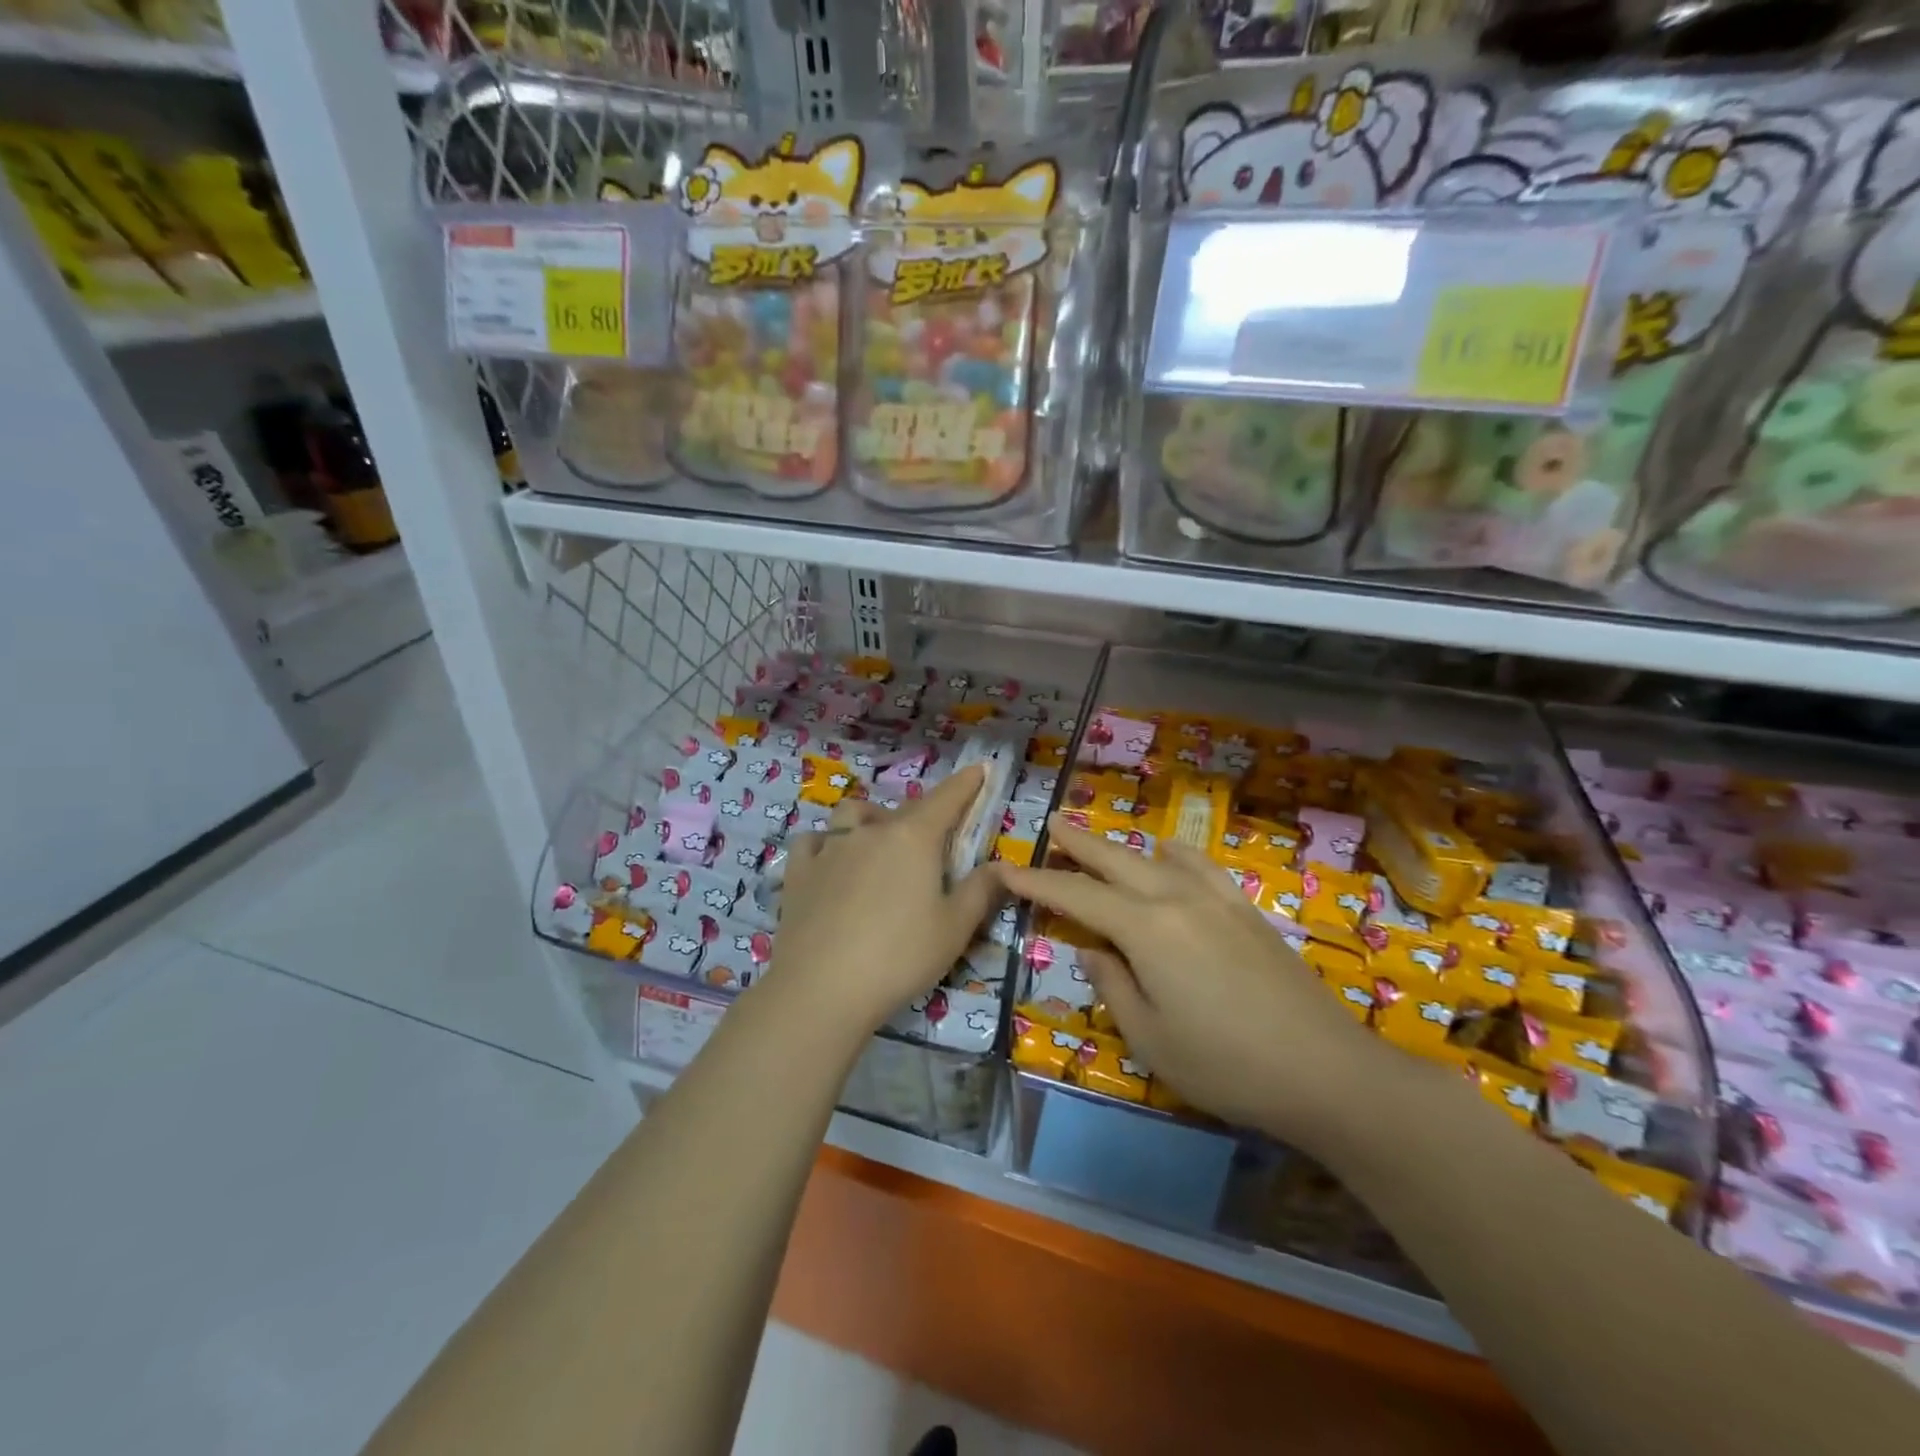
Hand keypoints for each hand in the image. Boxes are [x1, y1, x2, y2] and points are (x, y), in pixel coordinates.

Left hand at [772, 765, 1001, 1038]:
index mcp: (914, 838)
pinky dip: (826, 843)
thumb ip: (981, 891)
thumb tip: (1004, 865)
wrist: (821, 988)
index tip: (980, 768)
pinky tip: (830, 862)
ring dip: (870, 819)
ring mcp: (830, 847)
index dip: (967, 782)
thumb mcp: (954, 928)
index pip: (947, 798)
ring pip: (852, 815)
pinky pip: (814, 841)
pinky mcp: (799, 870)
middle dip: (924, 813)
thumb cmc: (900, 957)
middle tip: (934, 838)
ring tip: (878, 843)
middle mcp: (872, 830)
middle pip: (904, 809)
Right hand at [998, 819, 1399, 1151]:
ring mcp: (1216, 899)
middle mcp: (1177, 898)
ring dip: (1122, 845)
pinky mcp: (1245, 910)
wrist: (1324, 1069)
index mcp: (1146, 928)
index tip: (1007, 869)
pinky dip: (1174, 853)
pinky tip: (1169, 853)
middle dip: (1078, 842)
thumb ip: (1112, 986)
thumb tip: (1092, 950)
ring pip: (1156, 856)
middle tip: (1051, 823)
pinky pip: (1200, 865)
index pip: (1077, 895)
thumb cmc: (1225, 1064)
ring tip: (1100, 839)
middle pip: (1116, 859)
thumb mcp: (1149, 1037)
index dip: (1038, 881)